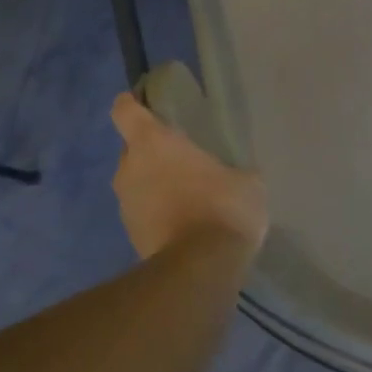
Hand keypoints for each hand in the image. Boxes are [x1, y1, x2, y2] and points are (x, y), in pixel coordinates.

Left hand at [110, 93, 268, 260]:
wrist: (200, 268)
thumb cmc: (222, 207)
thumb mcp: (246, 182)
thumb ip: (231, 170)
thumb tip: (235, 176)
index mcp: (152, 143)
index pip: (125, 110)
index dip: (132, 104)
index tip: (144, 104)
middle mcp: (129, 168)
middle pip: (131, 149)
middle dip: (151, 152)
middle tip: (182, 159)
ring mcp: (125, 205)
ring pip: (136, 183)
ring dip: (155, 186)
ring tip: (187, 196)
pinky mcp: (130, 236)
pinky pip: (143, 213)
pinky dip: (158, 214)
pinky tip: (185, 224)